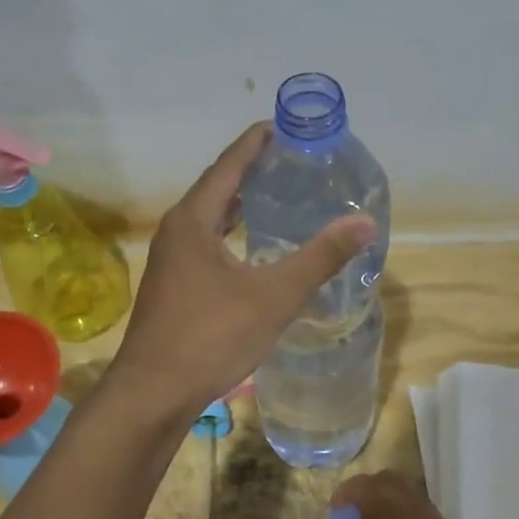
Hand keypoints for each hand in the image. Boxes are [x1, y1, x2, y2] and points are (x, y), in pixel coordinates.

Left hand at [108, 123, 375, 419]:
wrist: (154, 393)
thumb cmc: (211, 336)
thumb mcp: (274, 296)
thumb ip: (320, 258)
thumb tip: (364, 222)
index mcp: (193, 221)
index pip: (228, 167)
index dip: (255, 144)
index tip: (282, 126)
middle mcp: (176, 233)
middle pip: (216, 189)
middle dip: (250, 172)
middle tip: (289, 162)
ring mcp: (169, 262)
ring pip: (208, 221)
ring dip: (238, 205)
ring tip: (274, 198)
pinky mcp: (172, 288)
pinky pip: (205, 245)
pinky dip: (230, 235)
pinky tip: (250, 251)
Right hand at [328, 471, 500, 518]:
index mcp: (382, 505)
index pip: (358, 485)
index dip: (344, 495)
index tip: (337, 512)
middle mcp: (411, 502)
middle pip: (388, 480)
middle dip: (371, 491)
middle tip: (360, 514)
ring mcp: (436, 518)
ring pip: (412, 497)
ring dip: (395, 506)